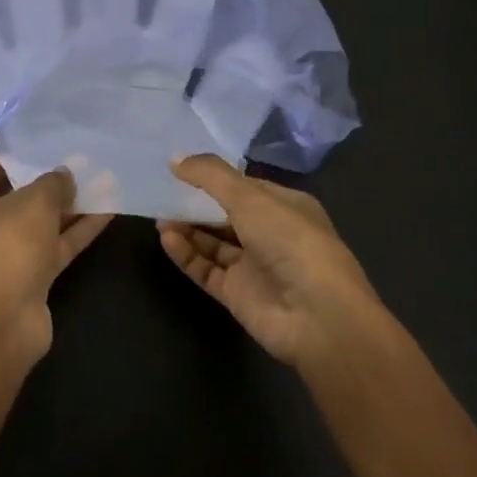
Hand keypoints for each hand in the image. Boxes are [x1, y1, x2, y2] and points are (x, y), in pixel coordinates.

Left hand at [0, 160, 114, 361]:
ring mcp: (10, 251)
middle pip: (22, 196)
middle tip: (83, 162)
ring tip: (104, 181)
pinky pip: (58, 244)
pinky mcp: (33, 274)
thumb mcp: (35, 201)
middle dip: (52, 183)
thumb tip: (64, 175)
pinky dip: (80, 229)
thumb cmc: (8, 244)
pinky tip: (108, 210)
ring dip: (72, 206)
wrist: (3, 317)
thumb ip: (54, 183)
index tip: (46, 148)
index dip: (18, 158)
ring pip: (44, 222)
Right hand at [157, 155, 381, 368]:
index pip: (245, 186)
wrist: (317, 317)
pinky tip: (167, 239)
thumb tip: (175, 159)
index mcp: (286, 207)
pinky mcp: (238, 295)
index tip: (180, 168)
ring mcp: (255, 267)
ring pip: (214, 243)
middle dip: (196, 204)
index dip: (214, 177)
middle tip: (162, 193)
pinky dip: (187, 254)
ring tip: (159, 216)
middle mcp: (272, 235)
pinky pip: (207, 269)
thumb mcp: (250, 197)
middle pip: (226, 215)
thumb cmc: (290, 242)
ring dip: (188, 229)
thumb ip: (210, 175)